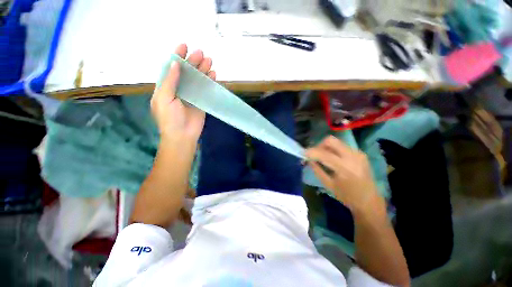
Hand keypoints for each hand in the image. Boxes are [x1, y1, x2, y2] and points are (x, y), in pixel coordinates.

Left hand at [151, 44, 215, 140]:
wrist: (182, 136)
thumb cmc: (169, 118)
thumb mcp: (164, 98)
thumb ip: (169, 81)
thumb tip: (175, 63)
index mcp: (166, 87)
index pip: (171, 68)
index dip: (177, 56)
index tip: (184, 46)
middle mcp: (179, 89)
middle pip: (186, 72)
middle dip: (193, 62)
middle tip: (202, 53)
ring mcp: (191, 95)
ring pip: (197, 79)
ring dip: (203, 70)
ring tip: (210, 61)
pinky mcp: (201, 102)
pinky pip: (205, 90)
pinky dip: (209, 82)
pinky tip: (213, 75)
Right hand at [305, 136, 383, 213]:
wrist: (370, 201)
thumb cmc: (347, 196)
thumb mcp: (328, 185)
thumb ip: (317, 170)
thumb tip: (308, 160)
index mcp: (344, 168)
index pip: (323, 154)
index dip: (311, 152)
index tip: (303, 153)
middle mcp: (353, 156)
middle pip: (331, 140)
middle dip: (319, 145)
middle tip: (314, 154)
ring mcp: (358, 153)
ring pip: (336, 142)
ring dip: (326, 147)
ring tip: (322, 156)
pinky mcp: (360, 153)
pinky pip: (342, 146)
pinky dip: (334, 149)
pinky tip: (332, 158)